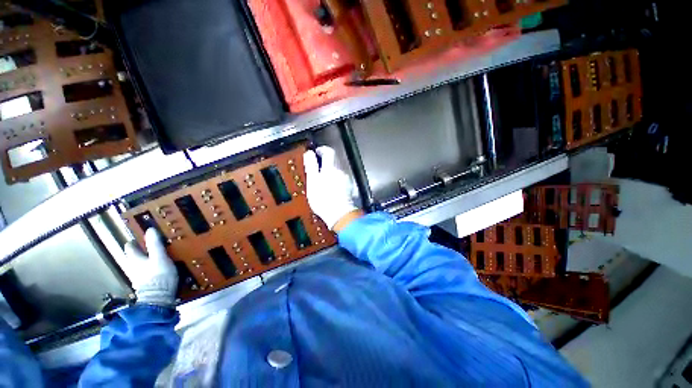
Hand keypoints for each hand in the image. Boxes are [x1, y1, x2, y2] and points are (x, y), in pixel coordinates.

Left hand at [123, 228, 178, 306]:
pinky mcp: (144, 285)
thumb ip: (154, 243)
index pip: (130, 247)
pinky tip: (156, 270)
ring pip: (137, 265)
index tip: (141, 237)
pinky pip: (143, 273)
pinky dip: (148, 269)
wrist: (158, 298)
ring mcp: (136, 278)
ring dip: (143, 261)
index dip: (134, 241)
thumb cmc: (158, 275)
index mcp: (134, 259)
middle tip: (149, 247)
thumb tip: (150, 229)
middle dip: (139, 251)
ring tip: (154, 257)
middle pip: (132, 257)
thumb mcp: (159, 257)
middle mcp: (131, 267)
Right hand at [303, 146, 360, 230]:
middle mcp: (340, 172)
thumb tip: (309, 154)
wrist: (339, 214)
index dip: (322, 150)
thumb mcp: (312, 181)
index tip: (316, 153)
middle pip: (333, 163)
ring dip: (329, 175)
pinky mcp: (349, 189)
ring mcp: (346, 180)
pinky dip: (335, 183)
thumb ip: (311, 166)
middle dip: (324, 166)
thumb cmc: (323, 199)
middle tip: (315, 173)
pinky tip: (330, 192)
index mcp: (330, 168)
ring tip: (321, 186)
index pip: (328, 151)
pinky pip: (340, 182)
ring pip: (336, 173)